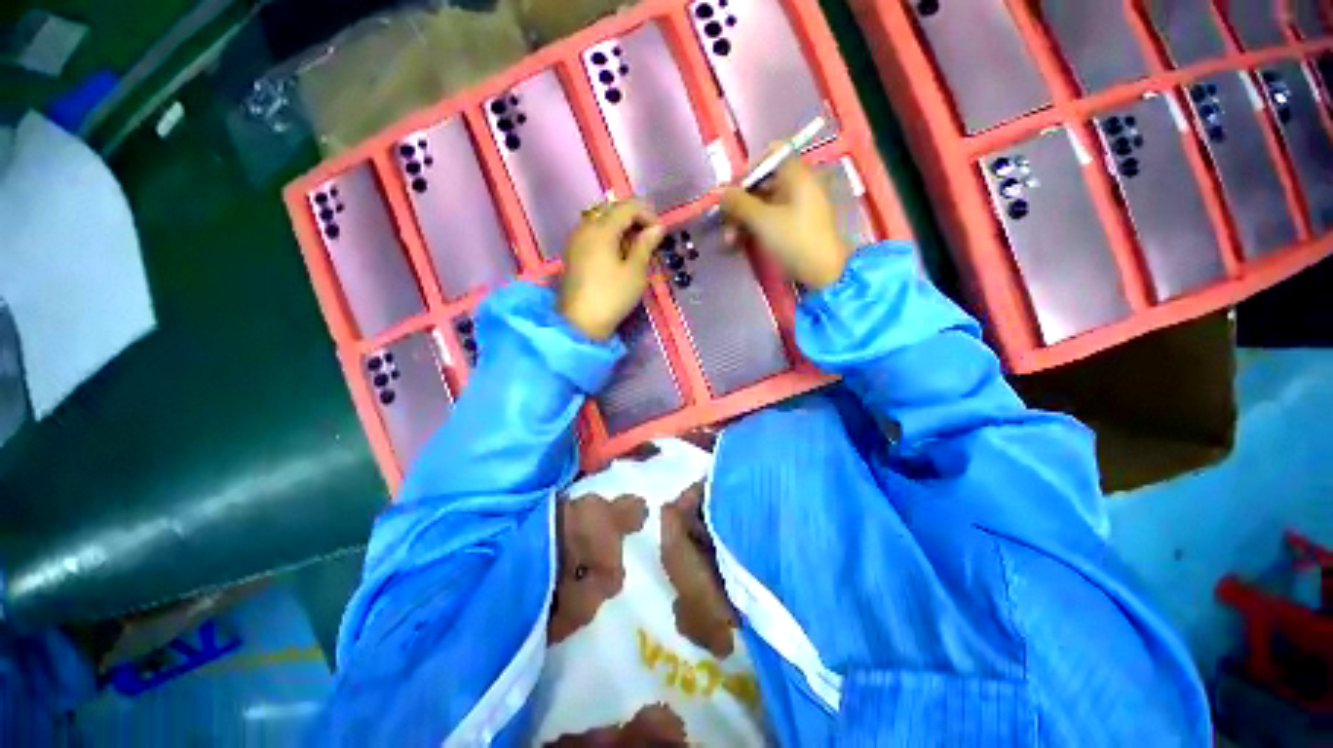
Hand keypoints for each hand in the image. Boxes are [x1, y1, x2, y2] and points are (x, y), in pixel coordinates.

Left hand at [557, 199, 665, 339]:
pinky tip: (618, 253)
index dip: (648, 214)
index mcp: (601, 229)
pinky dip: (608, 235)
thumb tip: (657, 228)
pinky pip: (592, 232)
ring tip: (636, 247)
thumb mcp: (635, 272)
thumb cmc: (612, 297)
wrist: (580, 322)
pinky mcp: (573, 252)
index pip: (627, 207)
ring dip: (621, 226)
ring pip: (601, 220)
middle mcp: (585, 227)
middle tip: (650, 238)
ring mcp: (576, 239)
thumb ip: (645, 245)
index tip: (661, 233)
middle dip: (634, 218)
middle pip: (612, 209)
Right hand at [720, 153, 850, 289]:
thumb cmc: (795, 241)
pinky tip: (739, 244)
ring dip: (743, 220)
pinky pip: (770, 219)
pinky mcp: (795, 227)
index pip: (771, 154)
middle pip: (763, 183)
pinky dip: (754, 228)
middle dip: (740, 203)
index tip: (732, 192)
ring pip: (763, 204)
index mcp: (797, 175)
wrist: (824, 273)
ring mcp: (798, 207)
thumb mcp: (763, 221)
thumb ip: (739, 203)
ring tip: (729, 241)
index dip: (748, 169)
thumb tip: (720, 193)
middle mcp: (799, 186)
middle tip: (724, 224)